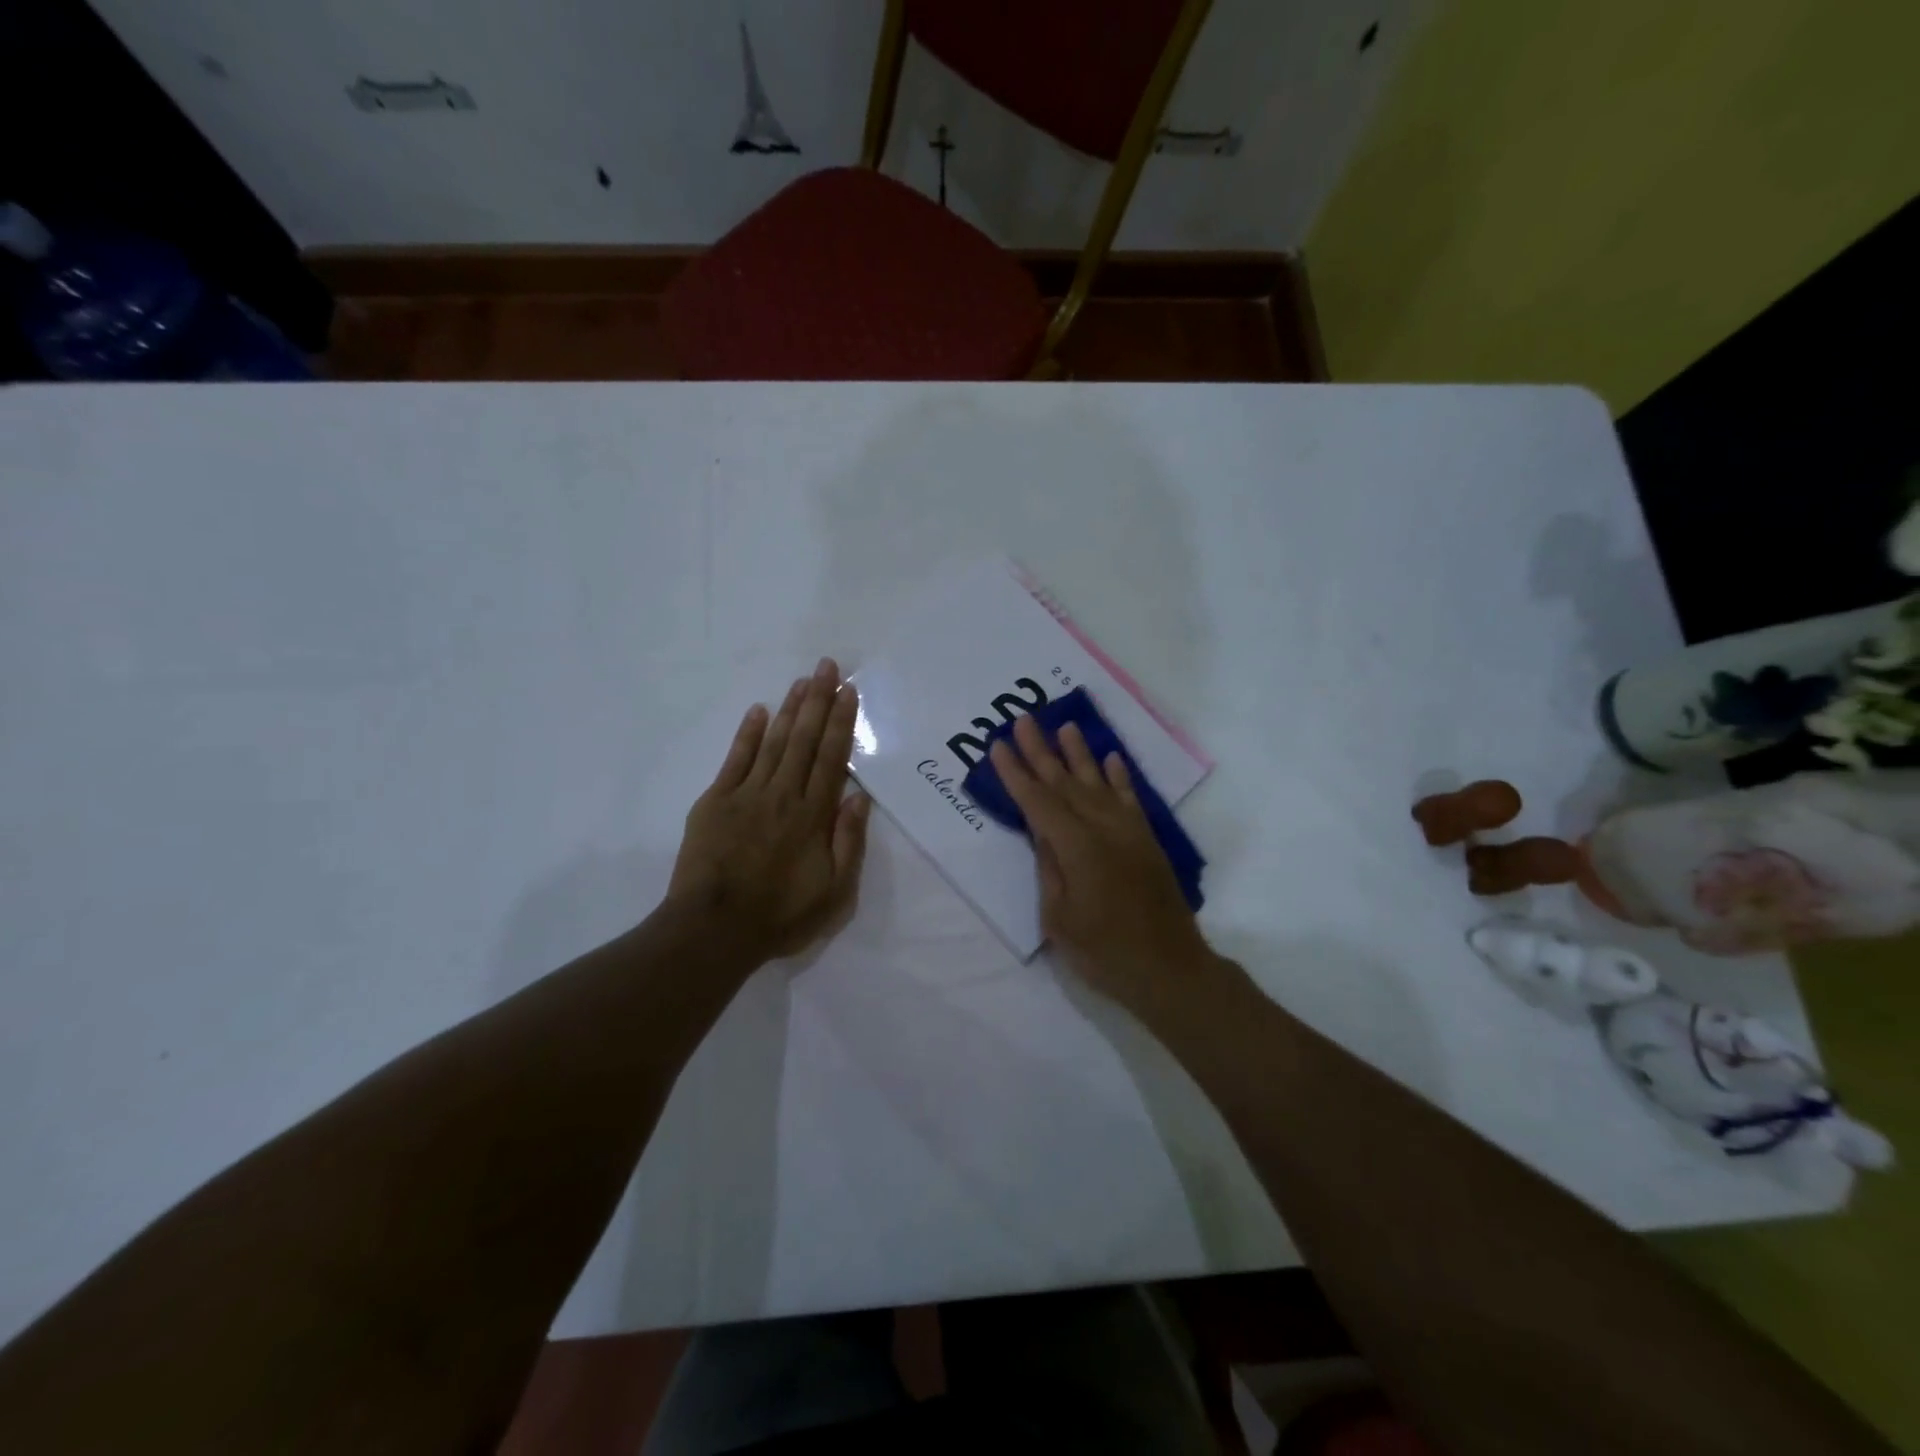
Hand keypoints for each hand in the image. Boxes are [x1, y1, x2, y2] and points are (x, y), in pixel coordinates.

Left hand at [670, 658, 871, 963]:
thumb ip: (848, 842)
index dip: (841, 722)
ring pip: (773, 743)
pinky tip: (758, 711)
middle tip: (827, 666)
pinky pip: (735, 760)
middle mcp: (783, 795)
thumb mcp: (834, 892)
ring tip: (802, 680)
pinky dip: (747, 734)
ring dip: (789, 709)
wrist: (714, 930)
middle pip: (803, 740)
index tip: (848, 691)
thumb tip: (858, 796)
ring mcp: (746, 795)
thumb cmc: (781, 915)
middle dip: (818, 701)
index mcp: (813, 816)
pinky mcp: (715, 802)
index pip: (831, 758)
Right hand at [989, 714, 1215, 1017]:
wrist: (1170, 969)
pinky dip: (1119, 776)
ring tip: (1065, 726)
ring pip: (1098, 782)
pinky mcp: (1146, 840)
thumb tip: (1043, 834)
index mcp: (1076, 847)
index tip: (999, 746)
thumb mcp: (1059, 919)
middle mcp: (1103, 828)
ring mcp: (1128, 831)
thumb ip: (1050, 869)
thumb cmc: (1105, 952)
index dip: (1016, 773)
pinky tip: (1111, 758)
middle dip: (1041, 751)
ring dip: (1079, 753)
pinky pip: (1130, 798)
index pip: (1038, 801)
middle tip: (1023, 720)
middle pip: (1064, 782)